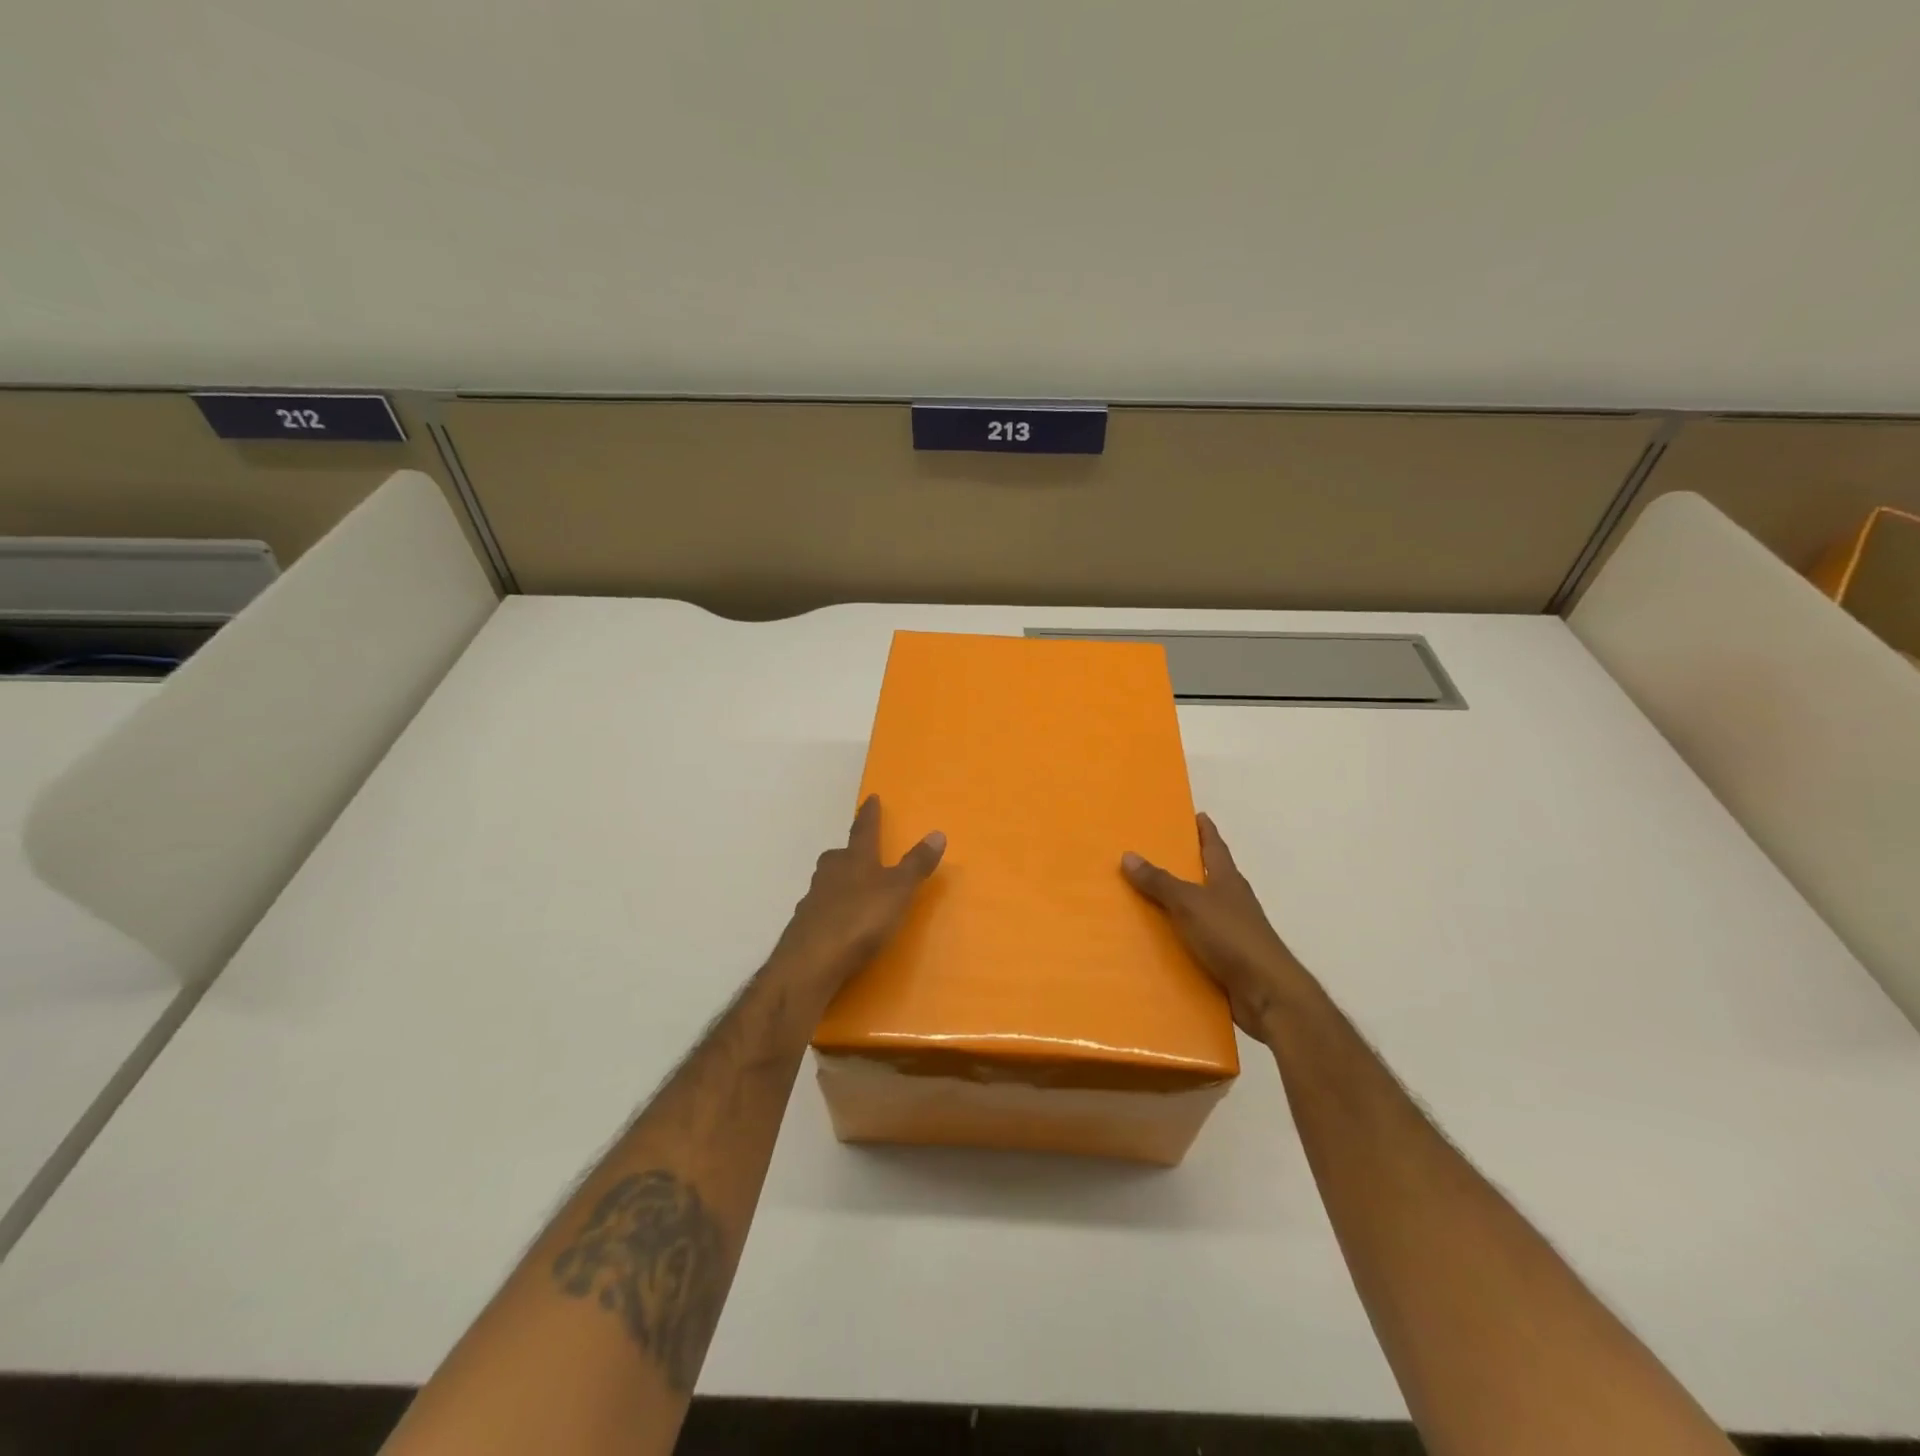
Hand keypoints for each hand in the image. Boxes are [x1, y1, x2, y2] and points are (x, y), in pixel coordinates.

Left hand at [770, 795, 944, 1005]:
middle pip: (838, 856)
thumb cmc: (860, 919)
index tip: (871, 798)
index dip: (870, 814)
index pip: (864, 830)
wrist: (810, 962)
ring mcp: (812, 900)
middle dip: (849, 851)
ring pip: (826, 882)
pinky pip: (820, 909)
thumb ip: (916, 864)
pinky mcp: (803, 927)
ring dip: (838, 881)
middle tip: (858, 852)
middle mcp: (830, 873)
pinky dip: (830, 910)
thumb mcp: (898, 891)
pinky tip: (837, 922)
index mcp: (855, 860)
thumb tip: (937, 832)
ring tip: (851, 889)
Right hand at [1122, 812, 1307, 1042]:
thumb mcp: (1190, 904)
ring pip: (1201, 913)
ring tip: (1146, 902)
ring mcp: (1232, 934)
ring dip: (1180, 907)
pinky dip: (1180, 941)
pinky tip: (1158, 946)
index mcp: (1228, 881)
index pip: (1215, 847)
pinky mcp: (1228, 962)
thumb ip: (1159, 882)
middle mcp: (1232, 903)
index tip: (1197, 815)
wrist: (1267, 994)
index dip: (1205, 831)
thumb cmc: (1231, 937)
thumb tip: (1128, 855)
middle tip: (1156, 856)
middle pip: (1209, 878)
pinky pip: (1197, 945)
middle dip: (1187, 867)